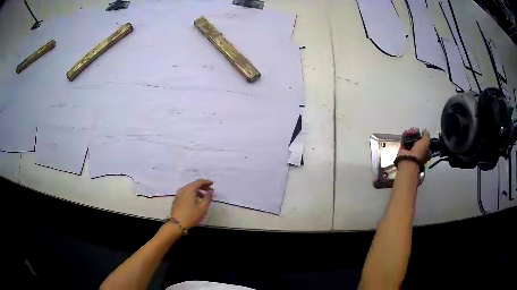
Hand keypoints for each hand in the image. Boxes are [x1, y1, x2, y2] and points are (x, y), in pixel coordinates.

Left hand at [170, 179, 213, 229]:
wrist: (176, 224)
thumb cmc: (191, 215)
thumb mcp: (203, 207)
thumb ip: (208, 198)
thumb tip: (211, 191)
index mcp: (189, 189)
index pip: (199, 182)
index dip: (206, 182)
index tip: (212, 184)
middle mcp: (183, 189)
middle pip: (194, 184)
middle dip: (202, 187)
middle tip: (210, 191)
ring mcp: (178, 194)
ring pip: (189, 189)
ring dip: (197, 191)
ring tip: (204, 197)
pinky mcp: (176, 199)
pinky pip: (186, 193)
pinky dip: (192, 194)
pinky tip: (196, 201)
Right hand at [398, 128, 430, 162]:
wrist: (409, 159)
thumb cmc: (419, 152)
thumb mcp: (426, 142)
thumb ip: (426, 135)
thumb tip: (424, 130)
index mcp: (425, 152)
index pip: (424, 143)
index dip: (423, 137)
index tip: (422, 131)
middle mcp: (417, 152)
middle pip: (417, 141)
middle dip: (416, 135)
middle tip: (415, 130)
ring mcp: (410, 151)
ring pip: (410, 140)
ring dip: (410, 135)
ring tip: (410, 130)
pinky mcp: (403, 150)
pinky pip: (404, 141)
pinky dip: (405, 136)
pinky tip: (406, 132)